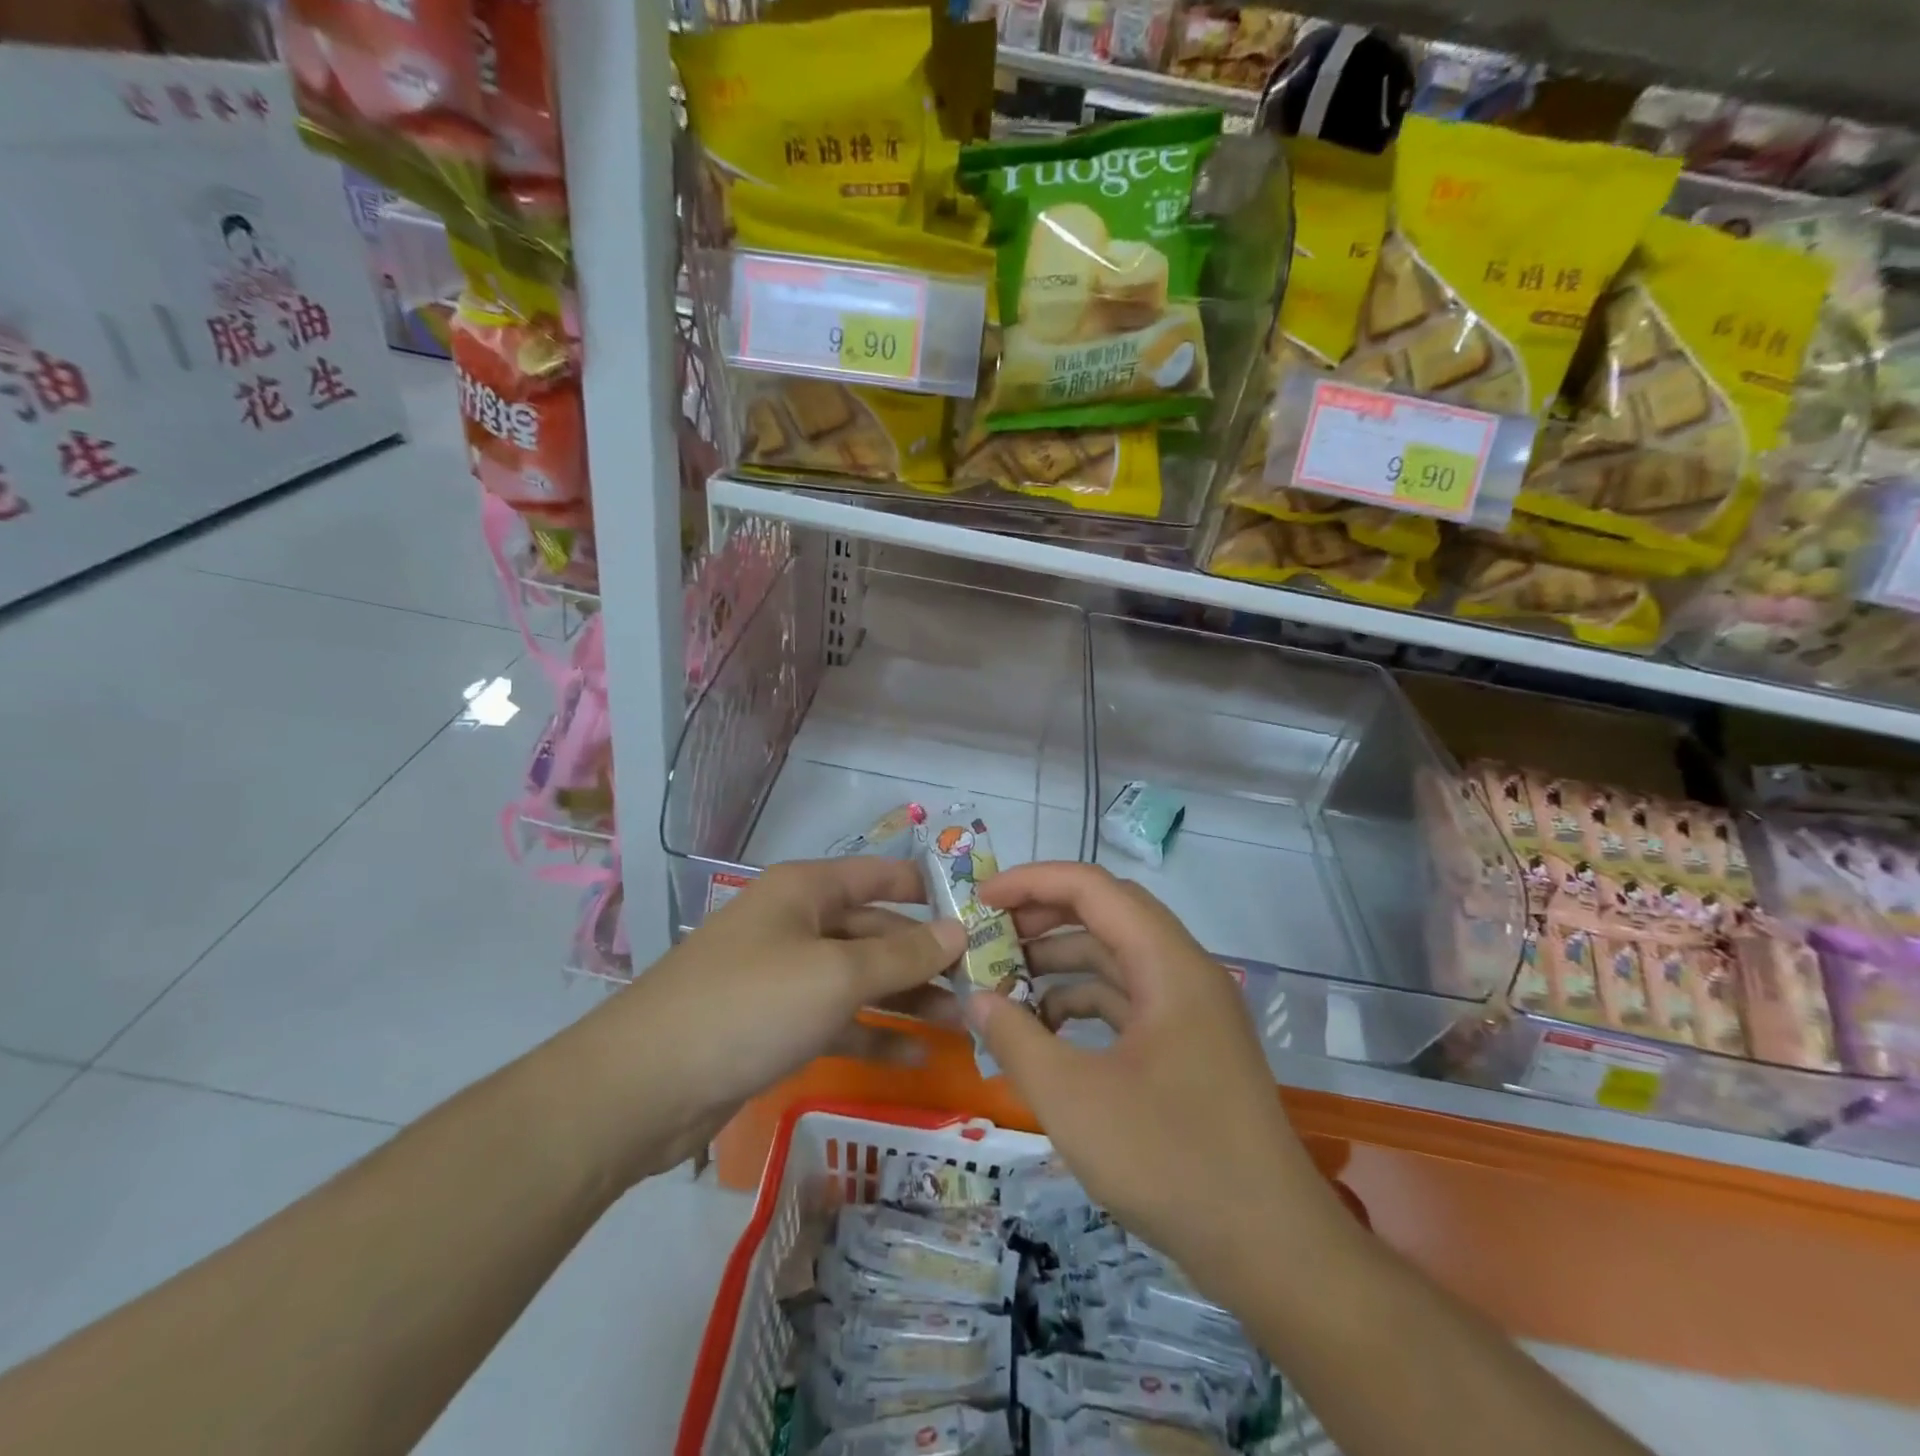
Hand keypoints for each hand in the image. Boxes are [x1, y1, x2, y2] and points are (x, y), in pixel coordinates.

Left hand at [594, 858, 965, 1180]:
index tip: (981, 913)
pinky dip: (874, 1035)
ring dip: (907, 997)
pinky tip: (917, 1056)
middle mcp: (796, 923)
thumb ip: (903, 954)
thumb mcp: (837, 975)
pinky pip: (837, 1020)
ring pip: (859, 978)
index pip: (881, 875)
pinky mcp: (774, 1025)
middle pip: (875, 929)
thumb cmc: (750, 1005)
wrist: (643, 1087)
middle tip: (981, 982)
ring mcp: (783, 976)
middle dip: (925, 955)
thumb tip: (958, 931)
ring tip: (962, 1020)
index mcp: (806, 890)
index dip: (930, 890)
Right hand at [969, 863, 1351, 1302]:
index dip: (1033, 882)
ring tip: (1006, 984)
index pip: (1094, 888)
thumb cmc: (1170, 1160)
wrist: (1271, 1250)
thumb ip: (1017, 1038)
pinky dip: (1084, 1003)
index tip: (981, 898)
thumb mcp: (1073, 1099)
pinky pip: (1129, 1000)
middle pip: (1108, 914)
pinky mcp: (1189, 1047)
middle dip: (1044, 917)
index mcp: (1169, 964)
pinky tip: (1047, 1031)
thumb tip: (978, 999)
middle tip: (990, 935)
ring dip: (1062, 963)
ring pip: (1118, 958)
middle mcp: (1185, 972)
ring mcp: (1191, 1011)